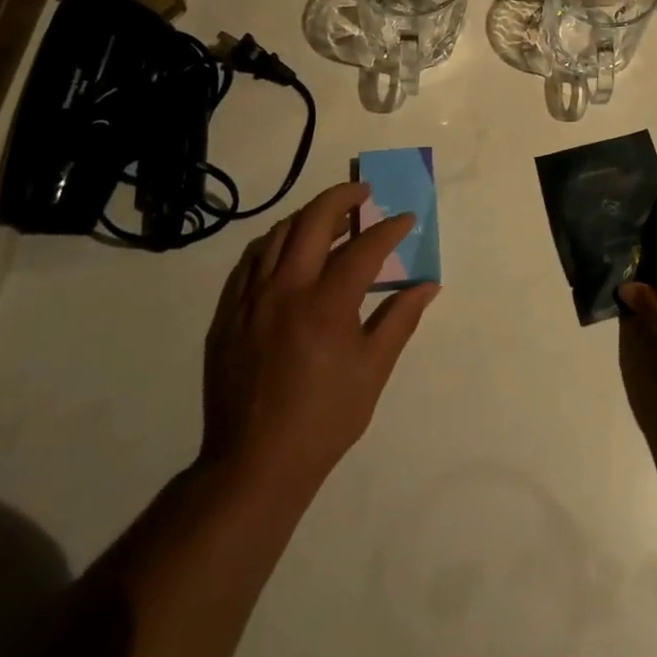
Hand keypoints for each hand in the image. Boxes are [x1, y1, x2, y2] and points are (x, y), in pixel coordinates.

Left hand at [199, 182, 438, 497]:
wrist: (254, 464)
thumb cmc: (323, 419)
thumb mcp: (372, 371)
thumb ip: (399, 320)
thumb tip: (428, 285)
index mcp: (325, 305)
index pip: (364, 248)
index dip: (389, 229)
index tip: (406, 219)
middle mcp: (285, 290)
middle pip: (312, 221)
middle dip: (342, 197)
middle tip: (363, 192)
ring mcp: (251, 300)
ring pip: (277, 235)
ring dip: (307, 217)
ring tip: (330, 216)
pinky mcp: (228, 314)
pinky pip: (250, 261)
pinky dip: (274, 243)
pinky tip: (287, 250)